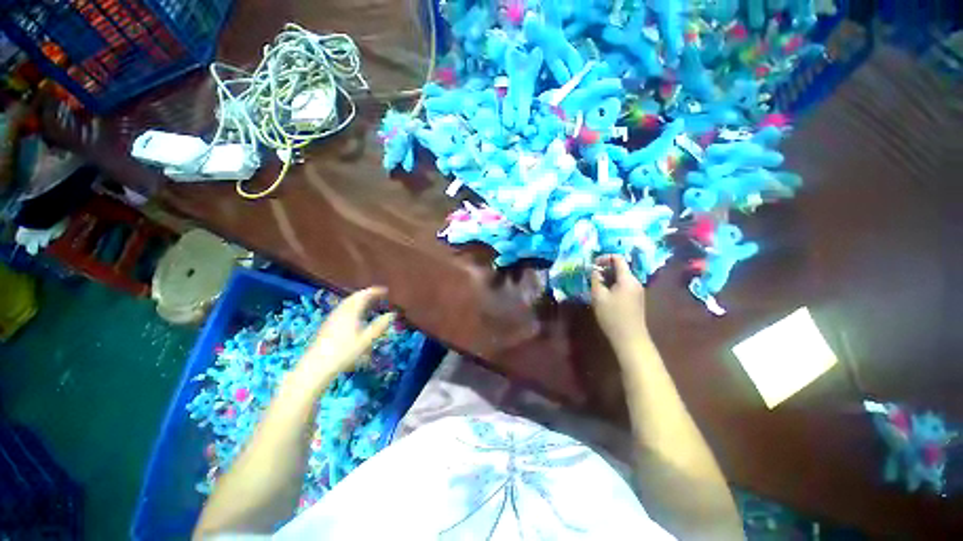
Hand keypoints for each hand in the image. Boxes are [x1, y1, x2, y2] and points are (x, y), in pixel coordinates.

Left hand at [296, 287, 395, 387]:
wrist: (316, 366)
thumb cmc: (344, 352)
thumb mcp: (366, 340)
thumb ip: (379, 326)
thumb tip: (392, 314)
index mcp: (351, 312)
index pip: (364, 296)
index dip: (375, 291)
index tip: (385, 291)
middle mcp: (341, 311)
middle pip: (354, 297)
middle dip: (366, 294)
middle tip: (378, 294)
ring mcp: (332, 317)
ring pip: (347, 303)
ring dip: (358, 299)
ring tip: (368, 302)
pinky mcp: (327, 324)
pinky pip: (342, 308)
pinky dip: (352, 306)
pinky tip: (354, 314)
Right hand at [591, 255, 649, 350]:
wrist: (630, 338)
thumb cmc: (612, 316)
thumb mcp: (599, 296)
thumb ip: (596, 280)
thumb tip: (594, 270)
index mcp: (627, 279)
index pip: (618, 259)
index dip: (604, 257)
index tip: (592, 264)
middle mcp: (635, 282)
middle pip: (620, 267)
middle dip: (605, 268)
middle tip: (591, 275)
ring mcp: (637, 291)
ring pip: (621, 277)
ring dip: (608, 277)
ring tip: (595, 284)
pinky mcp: (636, 299)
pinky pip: (624, 285)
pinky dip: (613, 284)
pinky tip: (604, 293)